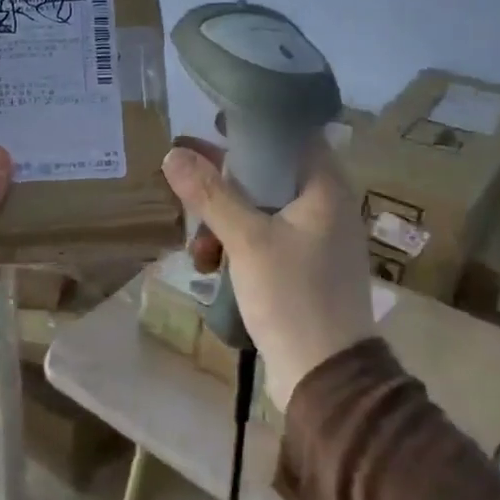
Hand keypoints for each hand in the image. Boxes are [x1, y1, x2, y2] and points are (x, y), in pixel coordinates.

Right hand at [160, 138, 374, 409]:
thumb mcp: (247, 240)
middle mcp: (324, 208)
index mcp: (325, 190)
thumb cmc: (293, 296)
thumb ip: (211, 195)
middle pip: (269, 174)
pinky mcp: (301, 269)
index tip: (213, 125)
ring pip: (260, 211)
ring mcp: (313, 241)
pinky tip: (210, 267)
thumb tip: (174, 153)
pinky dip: (235, 246)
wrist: (325, 374)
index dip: (253, 126)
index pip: (293, 136)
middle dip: (224, 182)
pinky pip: (263, 240)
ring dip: (223, 221)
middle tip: (184, 179)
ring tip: (198, 247)